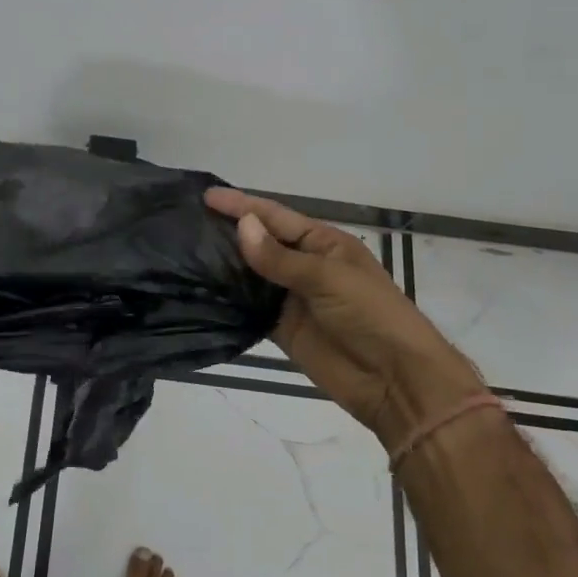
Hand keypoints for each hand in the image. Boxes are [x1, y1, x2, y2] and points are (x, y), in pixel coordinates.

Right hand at [206, 188, 485, 447]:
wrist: (394, 380)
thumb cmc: (370, 314)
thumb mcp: (327, 277)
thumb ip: (279, 256)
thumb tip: (241, 225)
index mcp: (322, 243)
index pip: (274, 216)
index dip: (242, 205)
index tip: (206, 197)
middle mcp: (304, 265)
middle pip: (259, 242)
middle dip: (228, 232)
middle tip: (185, 223)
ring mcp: (290, 298)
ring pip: (250, 275)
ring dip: (223, 266)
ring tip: (183, 252)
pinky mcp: (281, 328)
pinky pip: (249, 309)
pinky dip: (228, 301)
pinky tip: (200, 291)